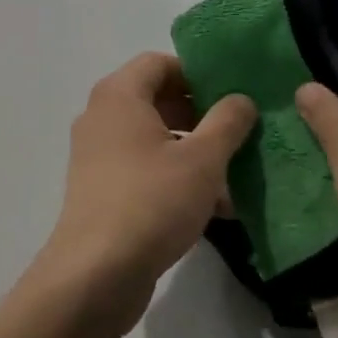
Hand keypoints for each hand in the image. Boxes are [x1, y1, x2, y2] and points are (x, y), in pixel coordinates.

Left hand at [37, 54, 255, 327]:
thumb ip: (227, 122)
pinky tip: (214, 208)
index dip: (197, 73)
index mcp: (119, 95)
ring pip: (154, 138)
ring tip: (235, 175)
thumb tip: (241, 98)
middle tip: (238, 133)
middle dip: (201, 114)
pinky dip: (175, 176)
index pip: (159, 62)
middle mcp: (102, 116)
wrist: (95, 275)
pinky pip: (144, 168)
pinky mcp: (101, 189)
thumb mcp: (202, 159)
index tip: (231, 94)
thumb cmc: (151, 201)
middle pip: (157, 99)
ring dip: (193, 151)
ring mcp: (98, 154)